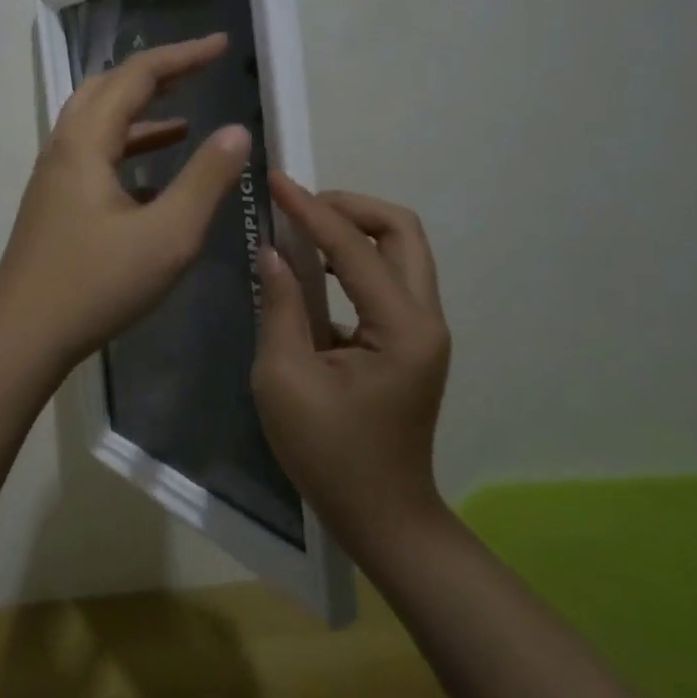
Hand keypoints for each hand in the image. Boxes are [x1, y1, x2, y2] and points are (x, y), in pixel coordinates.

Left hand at [0, 35, 252, 369]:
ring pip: (97, 122)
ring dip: (140, 112)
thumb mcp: (167, 235)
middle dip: (156, 74)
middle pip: (109, 88)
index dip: (182, 56)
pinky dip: (127, 147)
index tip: (222, 46)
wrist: (22, 337)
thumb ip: (205, 179)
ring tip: (185, 118)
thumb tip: (237, 131)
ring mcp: (54, 176)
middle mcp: (64, 147)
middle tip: (199, 71)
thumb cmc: (96, 284)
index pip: (137, 77)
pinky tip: (153, 173)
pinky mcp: (54, 203)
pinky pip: (93, 154)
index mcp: (86, 142)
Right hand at [251, 176, 451, 555]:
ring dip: (352, 229)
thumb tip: (271, 252)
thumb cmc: (330, 455)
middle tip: (298, 207)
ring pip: (399, 249)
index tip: (275, 180)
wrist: (384, 518)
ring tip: (300, 230)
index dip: (310, 209)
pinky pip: (387, 276)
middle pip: (401, 230)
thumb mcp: (285, 380)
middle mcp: (425, 317)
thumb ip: (281, 306)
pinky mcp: (410, 339)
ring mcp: (423, 328)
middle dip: (349, 206)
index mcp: (401, 328)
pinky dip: (352, 258)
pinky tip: (313, 270)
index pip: (352, 247)